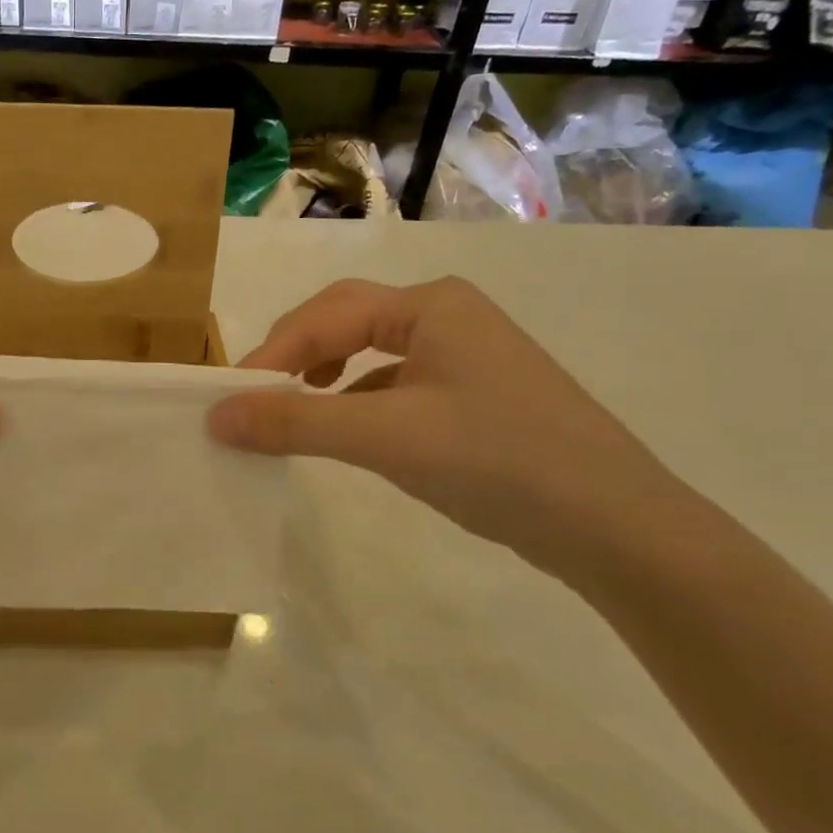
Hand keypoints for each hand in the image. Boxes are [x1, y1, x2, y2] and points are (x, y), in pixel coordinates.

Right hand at [208, 278, 683, 579]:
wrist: (618, 528)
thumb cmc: (498, 461)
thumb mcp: (386, 438)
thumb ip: (296, 422)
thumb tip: (215, 416)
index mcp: (430, 304)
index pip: (326, 315)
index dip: (271, 354)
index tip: (229, 399)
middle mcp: (446, 316)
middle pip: (345, 320)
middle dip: (295, 354)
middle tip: (256, 396)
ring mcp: (464, 354)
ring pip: (368, 350)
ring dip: (322, 373)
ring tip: (293, 406)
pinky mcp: (471, 394)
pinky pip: (394, 383)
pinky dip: (356, 399)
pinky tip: (346, 430)